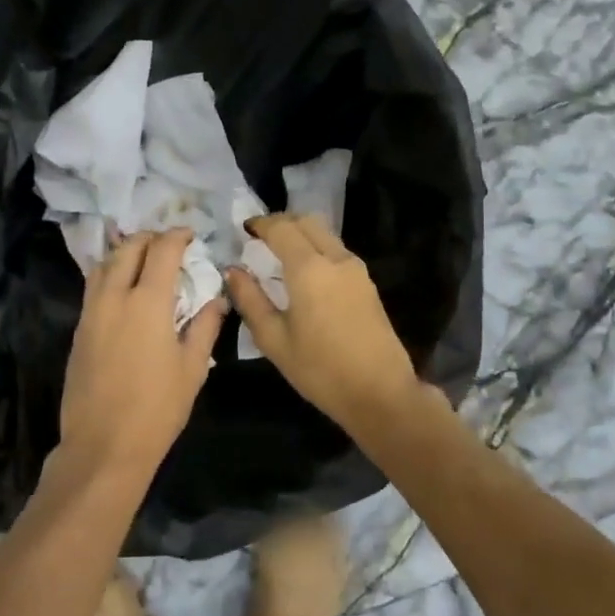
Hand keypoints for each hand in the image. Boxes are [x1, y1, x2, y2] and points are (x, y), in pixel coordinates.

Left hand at [57, 229, 225, 484]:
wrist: (103, 446)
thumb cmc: (157, 409)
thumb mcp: (192, 369)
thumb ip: (205, 326)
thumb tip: (216, 299)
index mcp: (148, 302)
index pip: (162, 250)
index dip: (177, 236)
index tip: (190, 235)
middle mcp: (115, 296)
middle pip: (129, 248)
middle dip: (150, 238)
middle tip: (168, 245)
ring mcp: (92, 311)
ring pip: (105, 263)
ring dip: (126, 252)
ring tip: (145, 260)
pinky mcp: (79, 329)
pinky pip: (94, 285)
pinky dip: (111, 273)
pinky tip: (125, 288)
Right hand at [225, 213, 420, 432]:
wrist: (381, 394)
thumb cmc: (321, 370)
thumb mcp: (274, 340)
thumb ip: (250, 300)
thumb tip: (233, 271)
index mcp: (309, 268)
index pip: (281, 228)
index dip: (260, 224)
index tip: (244, 230)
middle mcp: (335, 258)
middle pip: (306, 221)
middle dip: (281, 222)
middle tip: (260, 237)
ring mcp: (356, 269)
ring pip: (324, 233)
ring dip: (300, 233)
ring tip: (279, 253)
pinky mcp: (367, 283)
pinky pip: (336, 250)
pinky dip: (316, 247)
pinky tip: (305, 272)